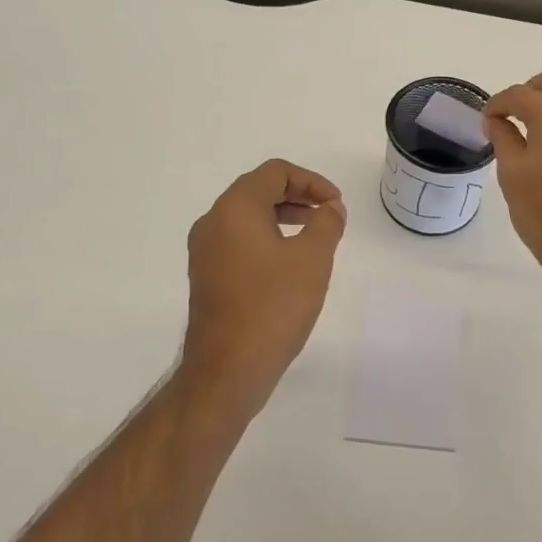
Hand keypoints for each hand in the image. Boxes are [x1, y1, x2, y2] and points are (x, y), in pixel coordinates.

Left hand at [180, 159, 347, 420]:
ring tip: (314, 236)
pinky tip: (289, 264)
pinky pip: (238, 241)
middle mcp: (213, 222)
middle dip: (298, 196)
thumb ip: (326, 223)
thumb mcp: (312, 259)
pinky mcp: (206, 276)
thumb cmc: (273, 306)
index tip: (336, 204)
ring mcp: (205, 251)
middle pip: (258, 190)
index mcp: (234, 209)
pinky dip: (266, 238)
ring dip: (283, 217)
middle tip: (329, 215)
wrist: (228, 369)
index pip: (275, 172)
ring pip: (247, 217)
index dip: (311, 181)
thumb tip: (330, 208)